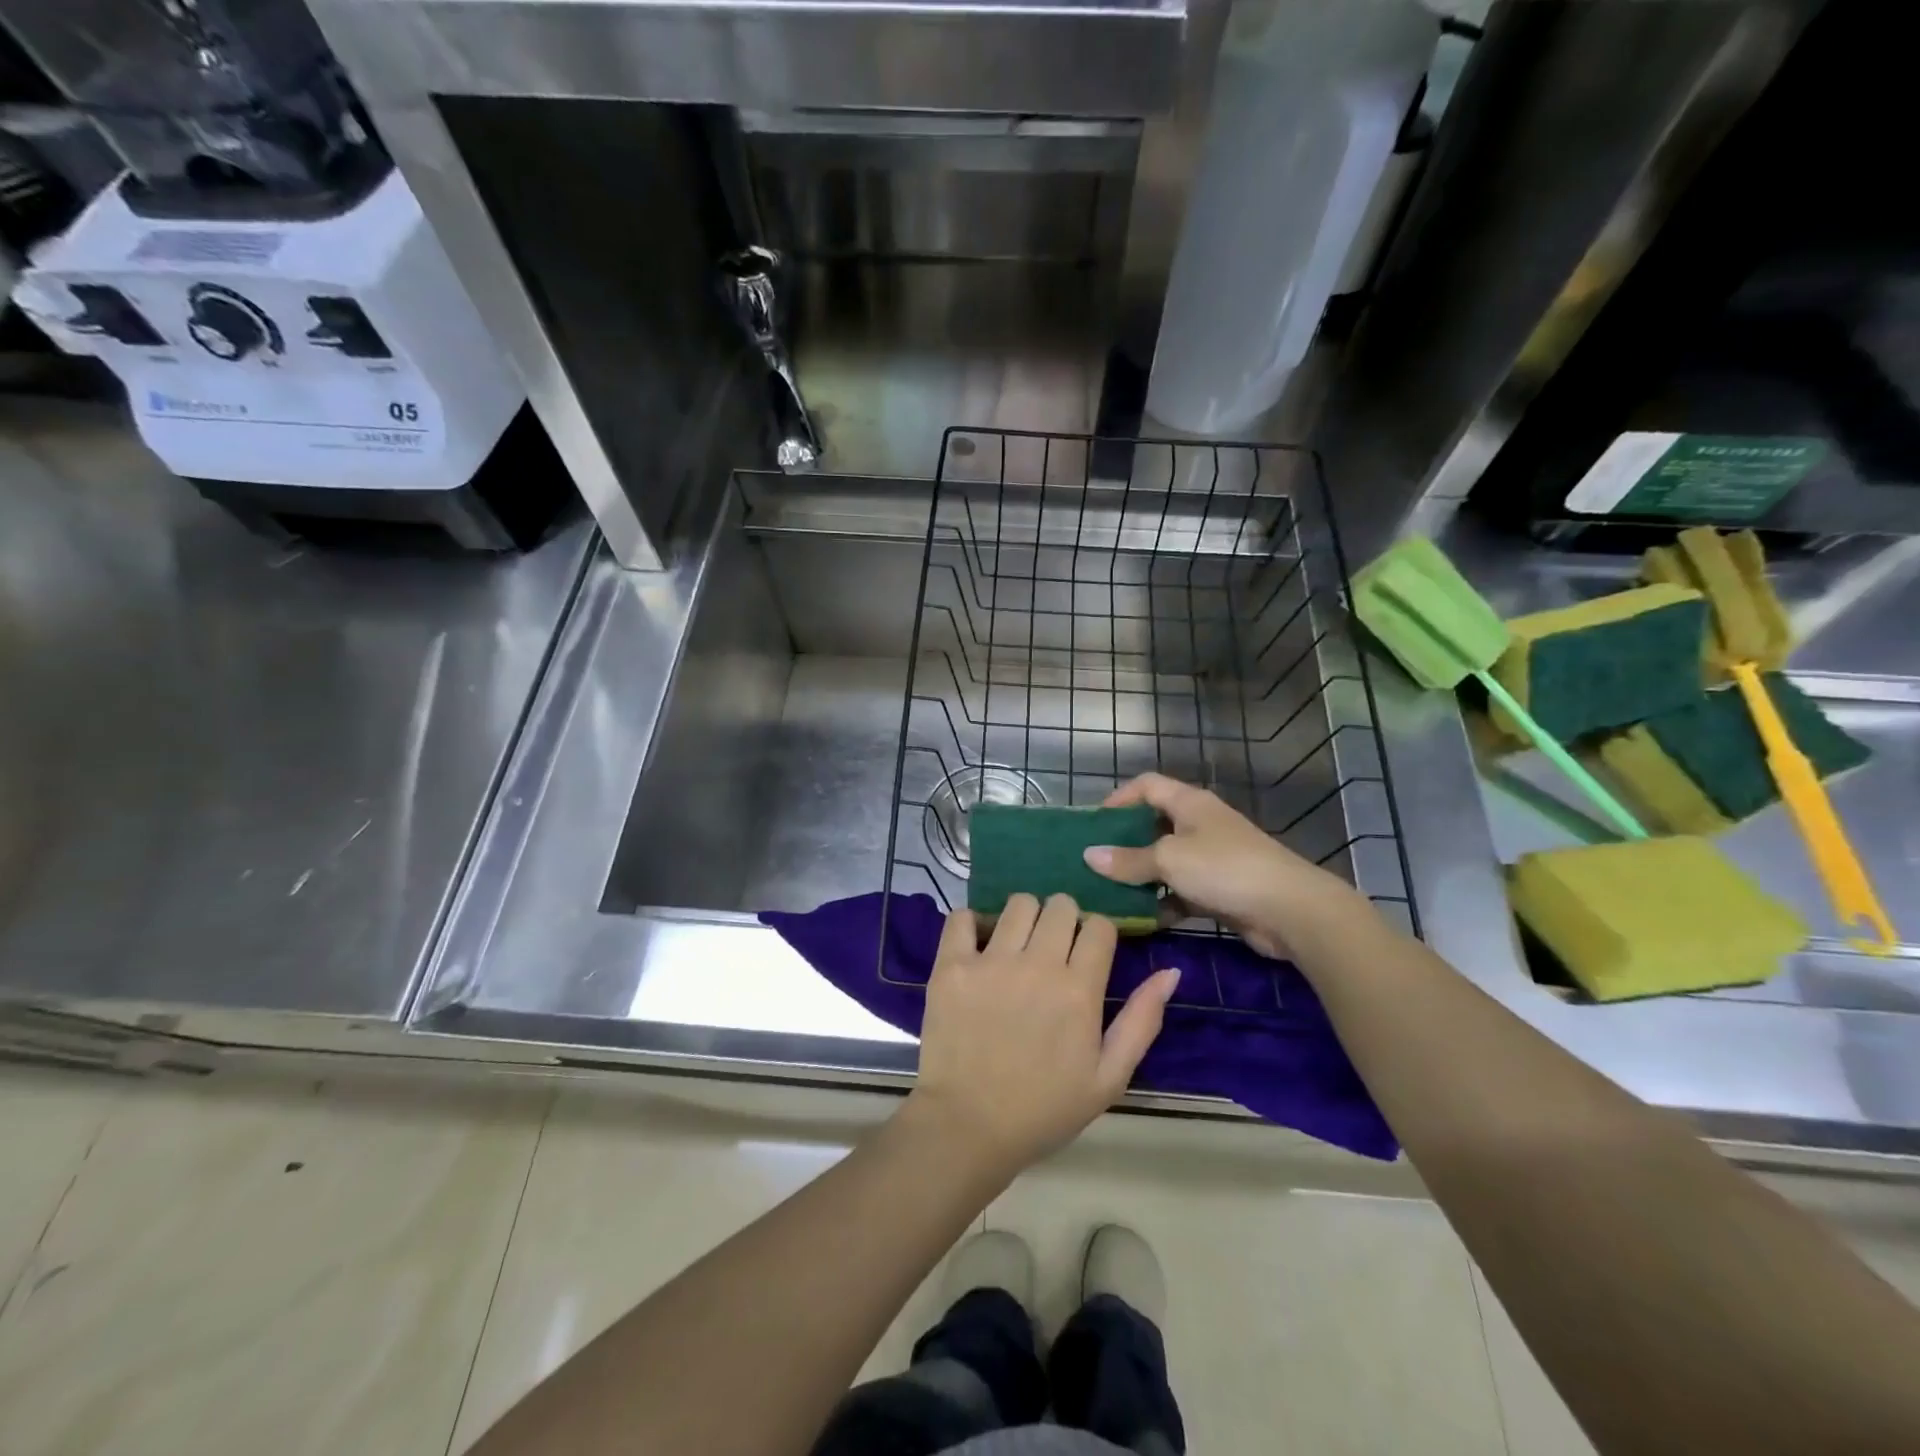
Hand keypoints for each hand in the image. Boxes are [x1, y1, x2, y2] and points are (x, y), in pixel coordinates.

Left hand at [906, 893, 1179, 1180]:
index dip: (1098, 935)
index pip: (1100, 926)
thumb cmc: (1043, 1109)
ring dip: (1024, 917)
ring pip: (1018, 903)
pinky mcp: (951, 966)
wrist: (968, 1128)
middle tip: (1053, 948)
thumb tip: (1171, 973)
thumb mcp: (1108, 1078)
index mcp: (1079, 990)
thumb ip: (1141, 1021)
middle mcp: (1037, 965)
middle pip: (1061, 905)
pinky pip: (963, 917)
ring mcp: (990, 962)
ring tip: (1017, 945)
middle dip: (1064, 919)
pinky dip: (972, 923)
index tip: (1088, 954)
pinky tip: (977, 945)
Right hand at [1082, 773, 1362, 958]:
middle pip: (1153, 824)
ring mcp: (1212, 857)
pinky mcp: (1219, 889)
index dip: (1118, 798)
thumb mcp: (1169, 860)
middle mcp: (1200, 824)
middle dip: (1125, 842)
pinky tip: (1144, 919)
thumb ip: (1128, 859)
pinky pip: (1181, 891)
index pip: (1146, 785)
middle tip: (1096, 862)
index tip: (1093, 824)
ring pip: (1166, 861)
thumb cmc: (1225, 869)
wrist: (1290, 910)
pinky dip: (1163, 902)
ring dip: (1142, 876)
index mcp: (1189, 803)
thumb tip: (1089, 855)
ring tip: (1111, 893)